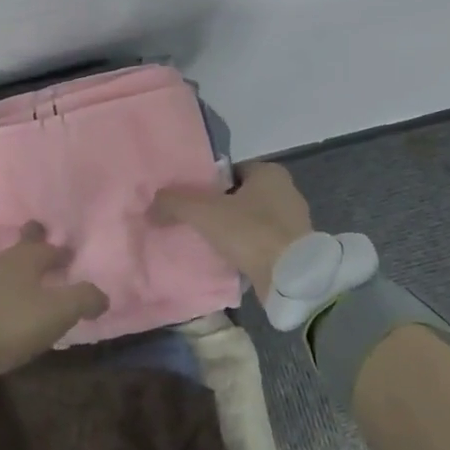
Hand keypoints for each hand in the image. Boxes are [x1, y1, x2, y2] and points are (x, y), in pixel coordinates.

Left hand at [0, 223, 107, 380]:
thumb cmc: (7, 322)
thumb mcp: (55, 313)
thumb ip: (82, 299)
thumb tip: (104, 294)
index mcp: (25, 260)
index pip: (47, 248)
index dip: (59, 251)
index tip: (67, 252)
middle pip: (18, 250)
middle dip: (30, 246)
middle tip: (37, 239)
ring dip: (9, 272)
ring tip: (17, 281)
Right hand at [148, 160, 312, 297]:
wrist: (291, 278)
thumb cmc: (250, 231)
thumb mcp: (204, 212)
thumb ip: (175, 202)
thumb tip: (152, 203)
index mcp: (270, 172)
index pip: (231, 171)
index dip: (209, 184)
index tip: (192, 200)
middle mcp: (287, 191)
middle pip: (242, 195)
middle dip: (221, 208)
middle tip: (196, 222)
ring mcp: (295, 222)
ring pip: (253, 220)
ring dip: (234, 230)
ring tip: (209, 243)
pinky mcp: (297, 249)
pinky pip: (263, 242)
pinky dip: (248, 249)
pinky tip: (230, 260)